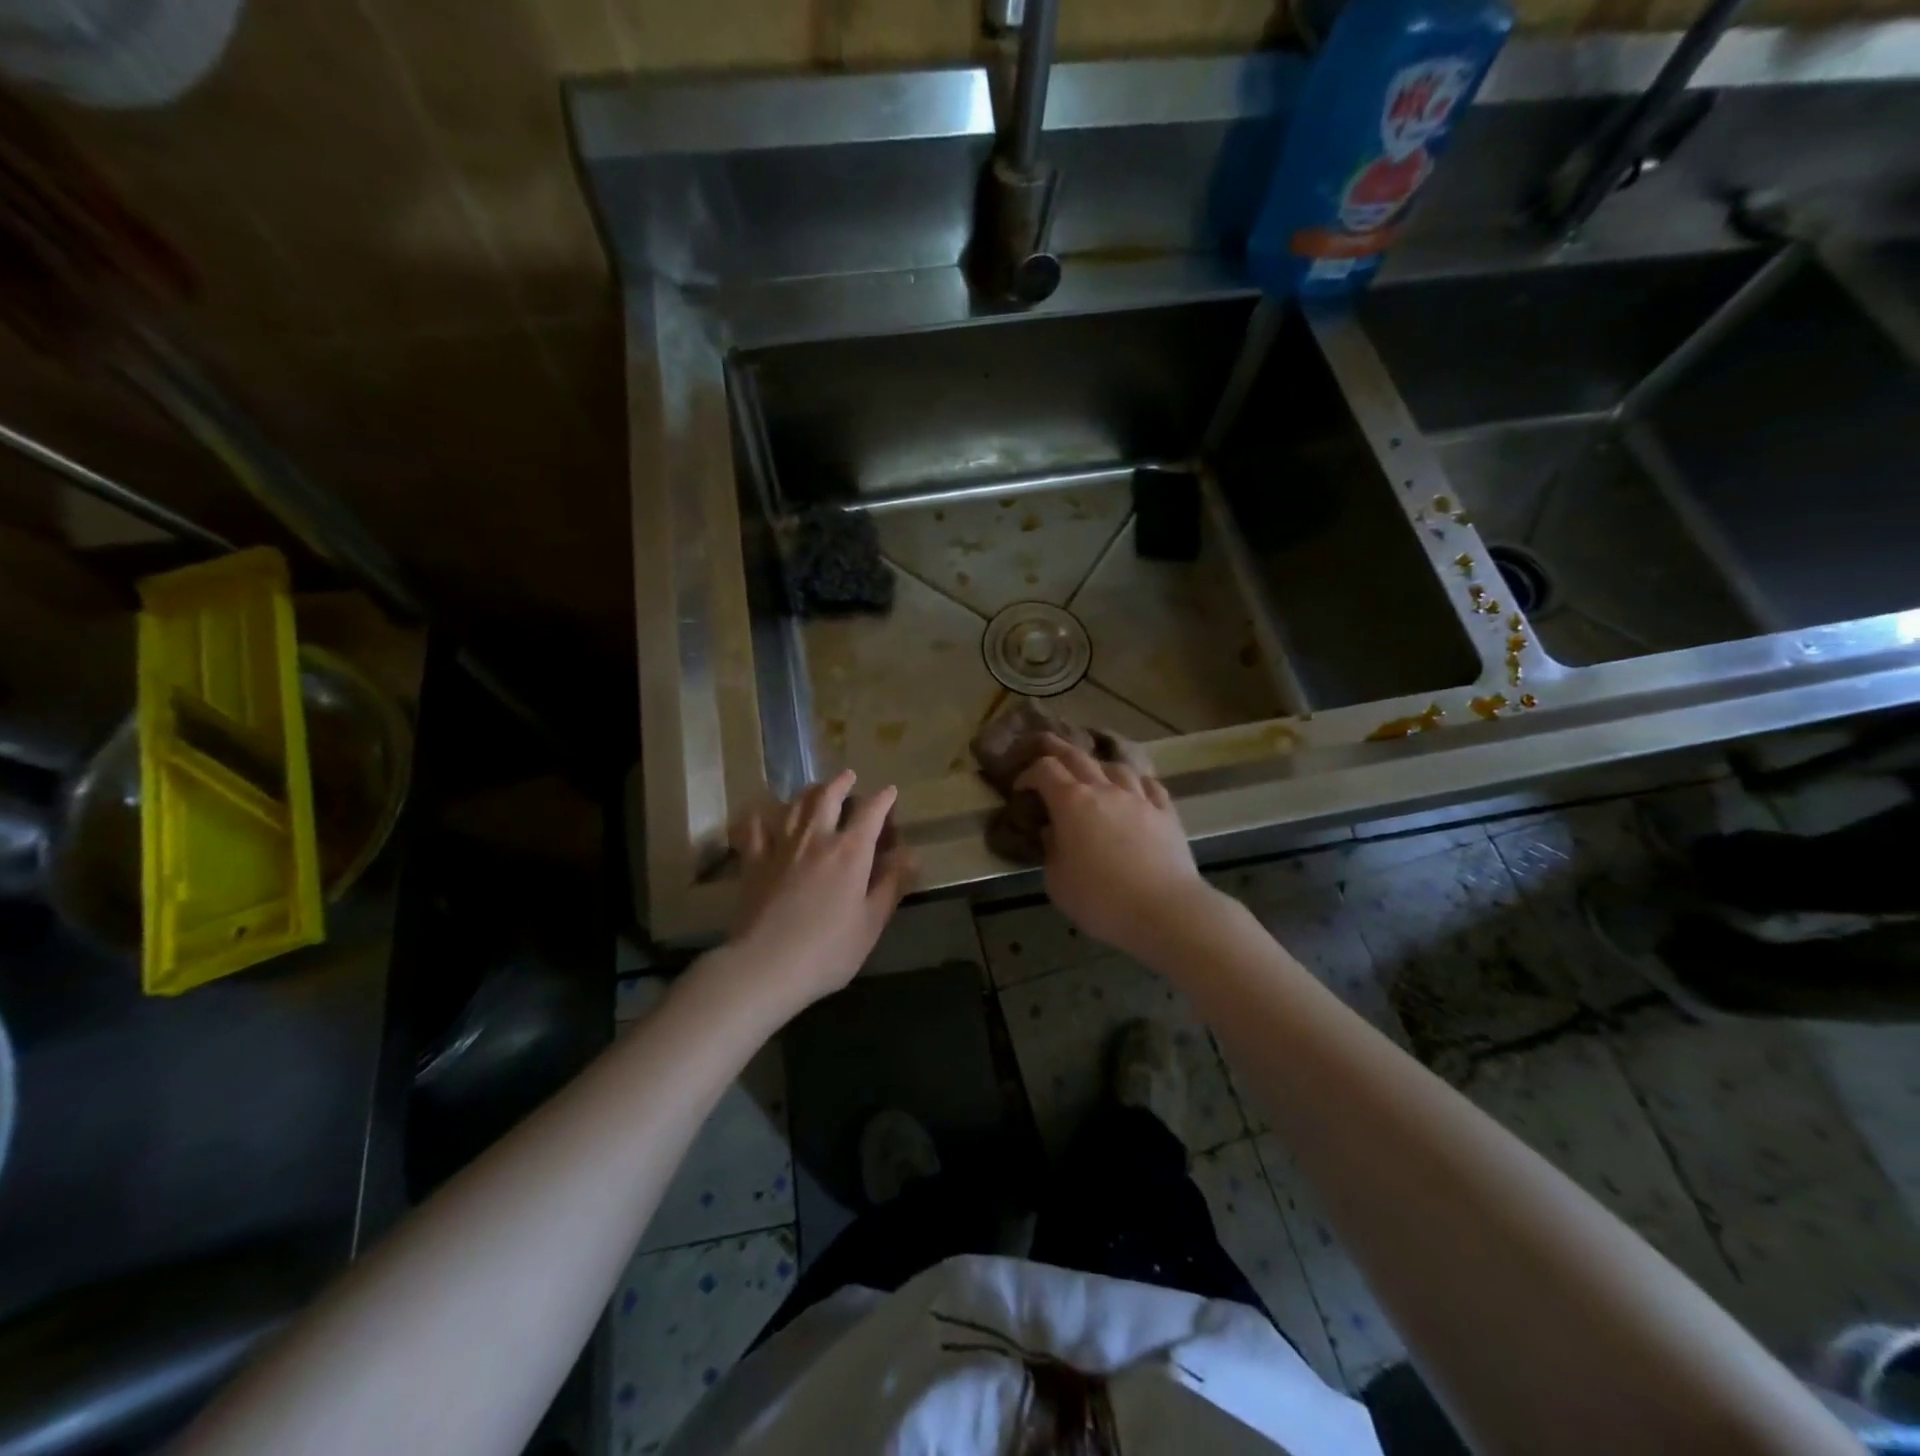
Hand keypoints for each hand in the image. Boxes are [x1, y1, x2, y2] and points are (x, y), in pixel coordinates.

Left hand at [725, 770, 910, 1012]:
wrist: (766, 965)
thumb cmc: (828, 950)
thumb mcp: (871, 922)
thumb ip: (891, 885)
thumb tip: (910, 855)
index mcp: (850, 851)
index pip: (871, 812)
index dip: (883, 799)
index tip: (890, 792)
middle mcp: (816, 838)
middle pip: (828, 797)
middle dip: (841, 783)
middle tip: (848, 776)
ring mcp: (781, 846)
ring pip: (794, 805)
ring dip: (808, 792)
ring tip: (815, 788)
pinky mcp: (754, 862)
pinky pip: (754, 829)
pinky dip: (759, 816)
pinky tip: (761, 814)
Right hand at [1014, 735, 1219, 960]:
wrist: (1164, 910)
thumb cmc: (1100, 899)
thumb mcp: (1057, 881)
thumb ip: (1051, 850)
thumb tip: (1053, 832)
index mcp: (1071, 802)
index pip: (1045, 770)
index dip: (1029, 773)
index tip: (1020, 788)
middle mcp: (1104, 790)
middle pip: (1077, 756)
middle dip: (1056, 750)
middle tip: (1045, 750)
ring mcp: (1139, 798)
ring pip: (1116, 767)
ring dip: (1099, 766)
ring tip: (1094, 776)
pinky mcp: (1166, 813)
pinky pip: (1150, 785)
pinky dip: (1136, 782)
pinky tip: (1135, 789)